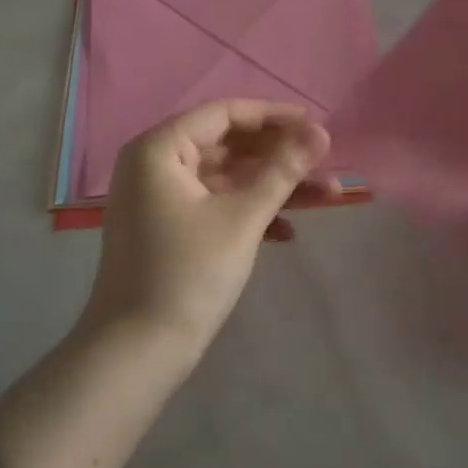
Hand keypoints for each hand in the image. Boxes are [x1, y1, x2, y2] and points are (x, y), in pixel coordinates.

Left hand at [88, 100, 332, 355]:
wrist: (137, 352)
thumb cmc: (189, 274)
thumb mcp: (242, 218)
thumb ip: (283, 170)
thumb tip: (321, 132)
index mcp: (159, 148)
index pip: (224, 114)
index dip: (275, 117)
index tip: (318, 127)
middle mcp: (154, 164)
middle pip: (228, 145)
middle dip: (281, 156)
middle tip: (327, 164)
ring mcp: (160, 199)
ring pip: (227, 178)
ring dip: (274, 186)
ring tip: (329, 196)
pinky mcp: (169, 229)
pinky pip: (215, 204)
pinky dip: (250, 212)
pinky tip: (288, 232)